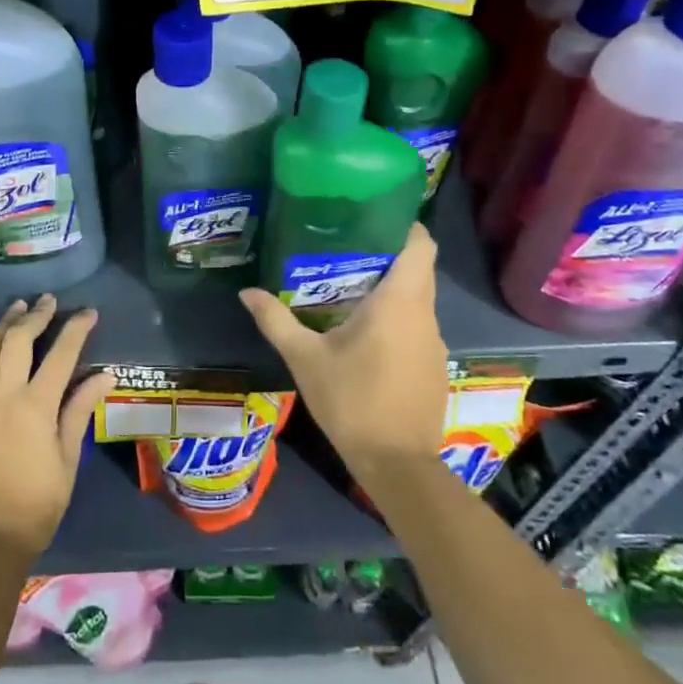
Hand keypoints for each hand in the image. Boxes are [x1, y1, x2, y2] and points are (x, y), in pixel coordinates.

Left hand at [0, 294, 113, 561]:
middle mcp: (1, 396)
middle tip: (48, 302)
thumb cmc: (36, 503)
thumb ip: (80, 409)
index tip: (88, 312)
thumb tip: (105, 375)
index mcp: (35, 408)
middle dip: (36, 315)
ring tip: (18, 307)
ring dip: (3, 323)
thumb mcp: (67, 458)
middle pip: (18, 340)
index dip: (76, 329)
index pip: (61, 354)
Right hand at [239, 223, 447, 490]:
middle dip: (389, 254)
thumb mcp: (305, 358)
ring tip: (351, 288)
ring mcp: (435, 342)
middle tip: (348, 249)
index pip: (421, 245)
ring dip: (392, 289)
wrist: (397, 465)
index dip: (404, 226)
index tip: (375, 218)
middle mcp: (425, 314)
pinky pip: (419, 326)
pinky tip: (368, 335)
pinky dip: (399, 319)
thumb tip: (247, 292)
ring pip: (419, 299)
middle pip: (419, 268)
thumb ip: (276, 320)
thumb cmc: (352, 401)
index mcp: (399, 301)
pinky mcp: (435, 366)